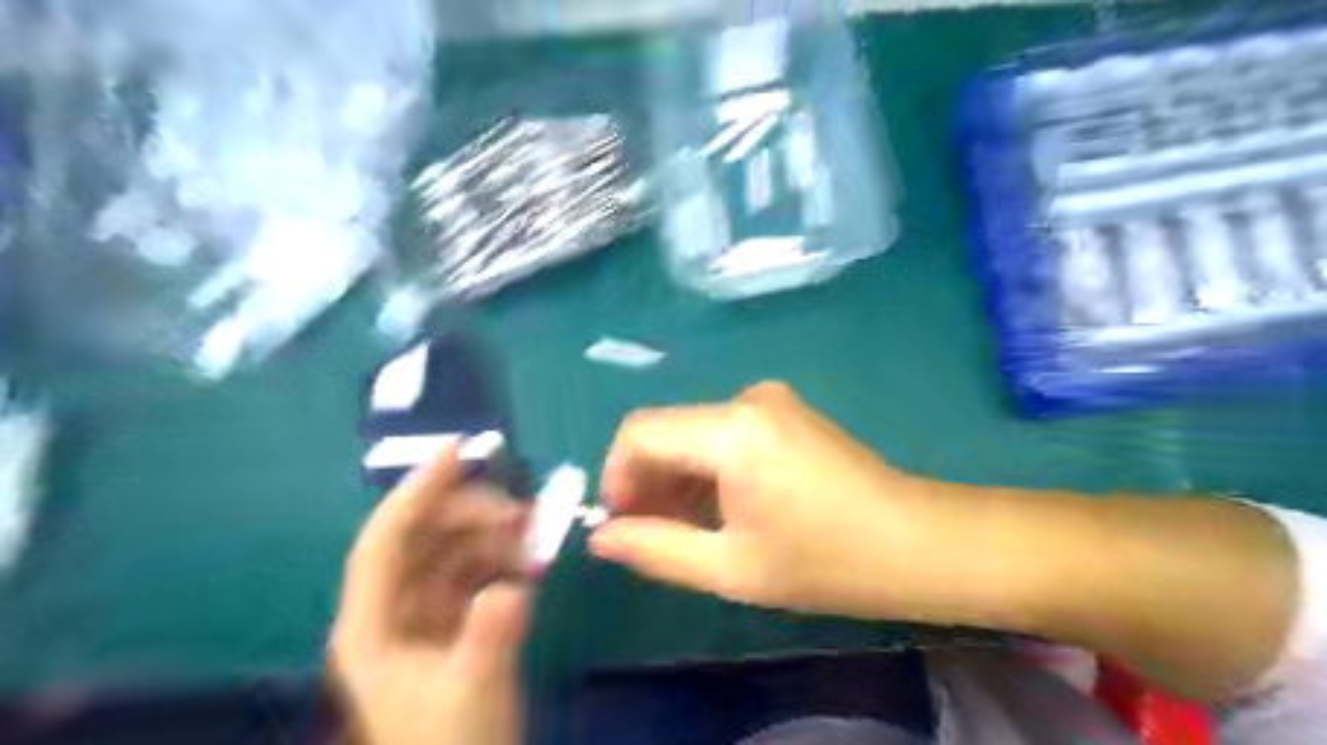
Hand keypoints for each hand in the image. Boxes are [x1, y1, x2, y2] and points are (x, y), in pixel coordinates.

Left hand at [329, 449, 533, 743]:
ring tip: (533, 532)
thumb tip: (511, 587)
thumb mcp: (474, 691)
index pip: (385, 541)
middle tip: (520, 511)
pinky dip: (501, 557)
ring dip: (491, 533)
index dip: (416, 491)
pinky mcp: (453, 622)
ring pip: (452, 551)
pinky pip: (475, 571)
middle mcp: (392, 611)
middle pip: (423, 538)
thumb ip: (490, 635)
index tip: (458, 451)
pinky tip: (529, 558)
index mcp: (372, 625)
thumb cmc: (455, 744)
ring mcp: (423, 616)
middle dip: (469, 513)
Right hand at [592, 381, 941, 619]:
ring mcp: (769, 400)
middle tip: (649, 535)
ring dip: (677, 478)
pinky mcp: (784, 412)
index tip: (620, 523)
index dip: (616, 475)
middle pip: (667, 430)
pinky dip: (707, 470)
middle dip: (647, 481)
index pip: (639, 432)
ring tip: (686, 531)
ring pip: (693, 434)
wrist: (916, 542)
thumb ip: (656, 549)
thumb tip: (601, 538)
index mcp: (732, 430)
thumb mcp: (732, 567)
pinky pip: (722, 434)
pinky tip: (721, 509)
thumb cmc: (826, 562)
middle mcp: (746, 399)